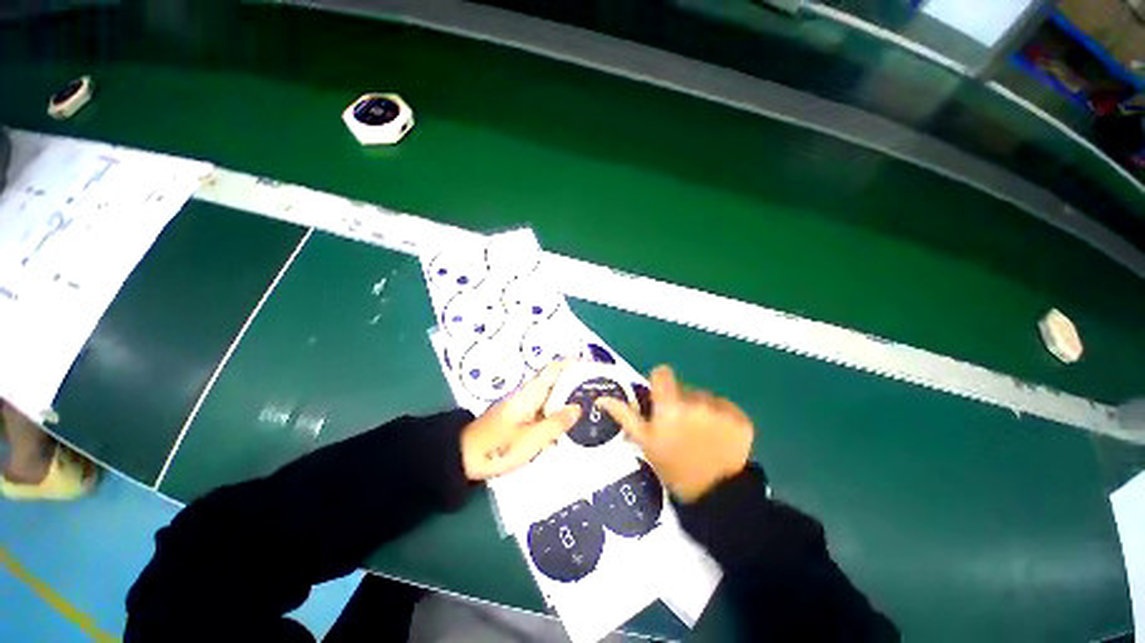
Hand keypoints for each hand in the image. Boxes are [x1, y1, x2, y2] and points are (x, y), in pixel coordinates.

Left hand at [461, 362, 581, 480]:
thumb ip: (556, 423)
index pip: (554, 368)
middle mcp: (528, 394)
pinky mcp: (520, 418)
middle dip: (576, 384)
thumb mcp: (532, 439)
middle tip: (598, 392)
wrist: (464, 459)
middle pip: (556, 382)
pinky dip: (557, 416)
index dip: (573, 363)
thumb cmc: (498, 447)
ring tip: (590, 409)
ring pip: (551, 398)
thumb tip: (578, 407)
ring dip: (568, 401)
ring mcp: (523, 406)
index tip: (592, 366)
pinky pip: (543, 412)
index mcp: (530, 393)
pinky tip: (569, 429)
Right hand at [599, 365, 752, 501]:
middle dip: (680, 400)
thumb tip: (602, 398)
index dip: (659, 383)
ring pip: (705, 397)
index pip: (662, 373)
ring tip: (700, 434)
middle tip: (680, 426)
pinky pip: (725, 407)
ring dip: (701, 409)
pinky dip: (721, 417)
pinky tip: (718, 437)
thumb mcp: (644, 442)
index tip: (660, 399)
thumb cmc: (672, 466)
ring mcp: (721, 409)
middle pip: (684, 387)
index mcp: (670, 406)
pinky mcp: (741, 418)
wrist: (714, 495)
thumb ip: (625, 415)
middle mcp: (696, 401)